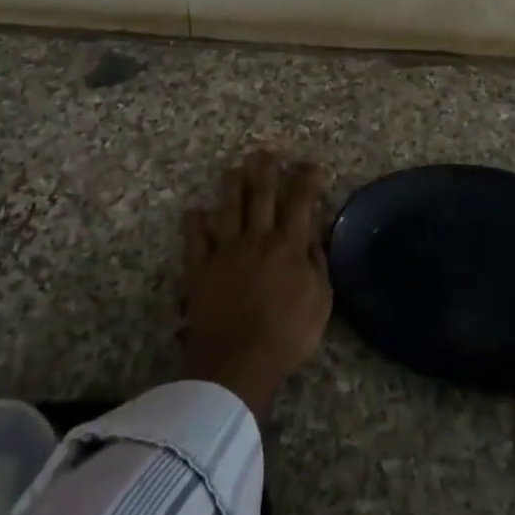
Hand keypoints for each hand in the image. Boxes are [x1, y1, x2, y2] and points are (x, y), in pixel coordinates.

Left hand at [182, 151, 331, 414]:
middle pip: (261, 195)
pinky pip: (196, 240)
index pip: (300, 202)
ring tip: (234, 168)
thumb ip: (317, 264)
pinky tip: (194, 210)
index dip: (306, 179)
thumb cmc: (286, 336)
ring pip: (229, 208)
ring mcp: (226, 251)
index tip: (309, 164)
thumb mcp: (320, 302)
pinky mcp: (201, 269)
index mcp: (289, 246)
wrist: (237, 363)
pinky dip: (195, 223)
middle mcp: (257, 239)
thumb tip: (313, 235)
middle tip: (266, 151)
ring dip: (232, 185)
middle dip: (266, 170)